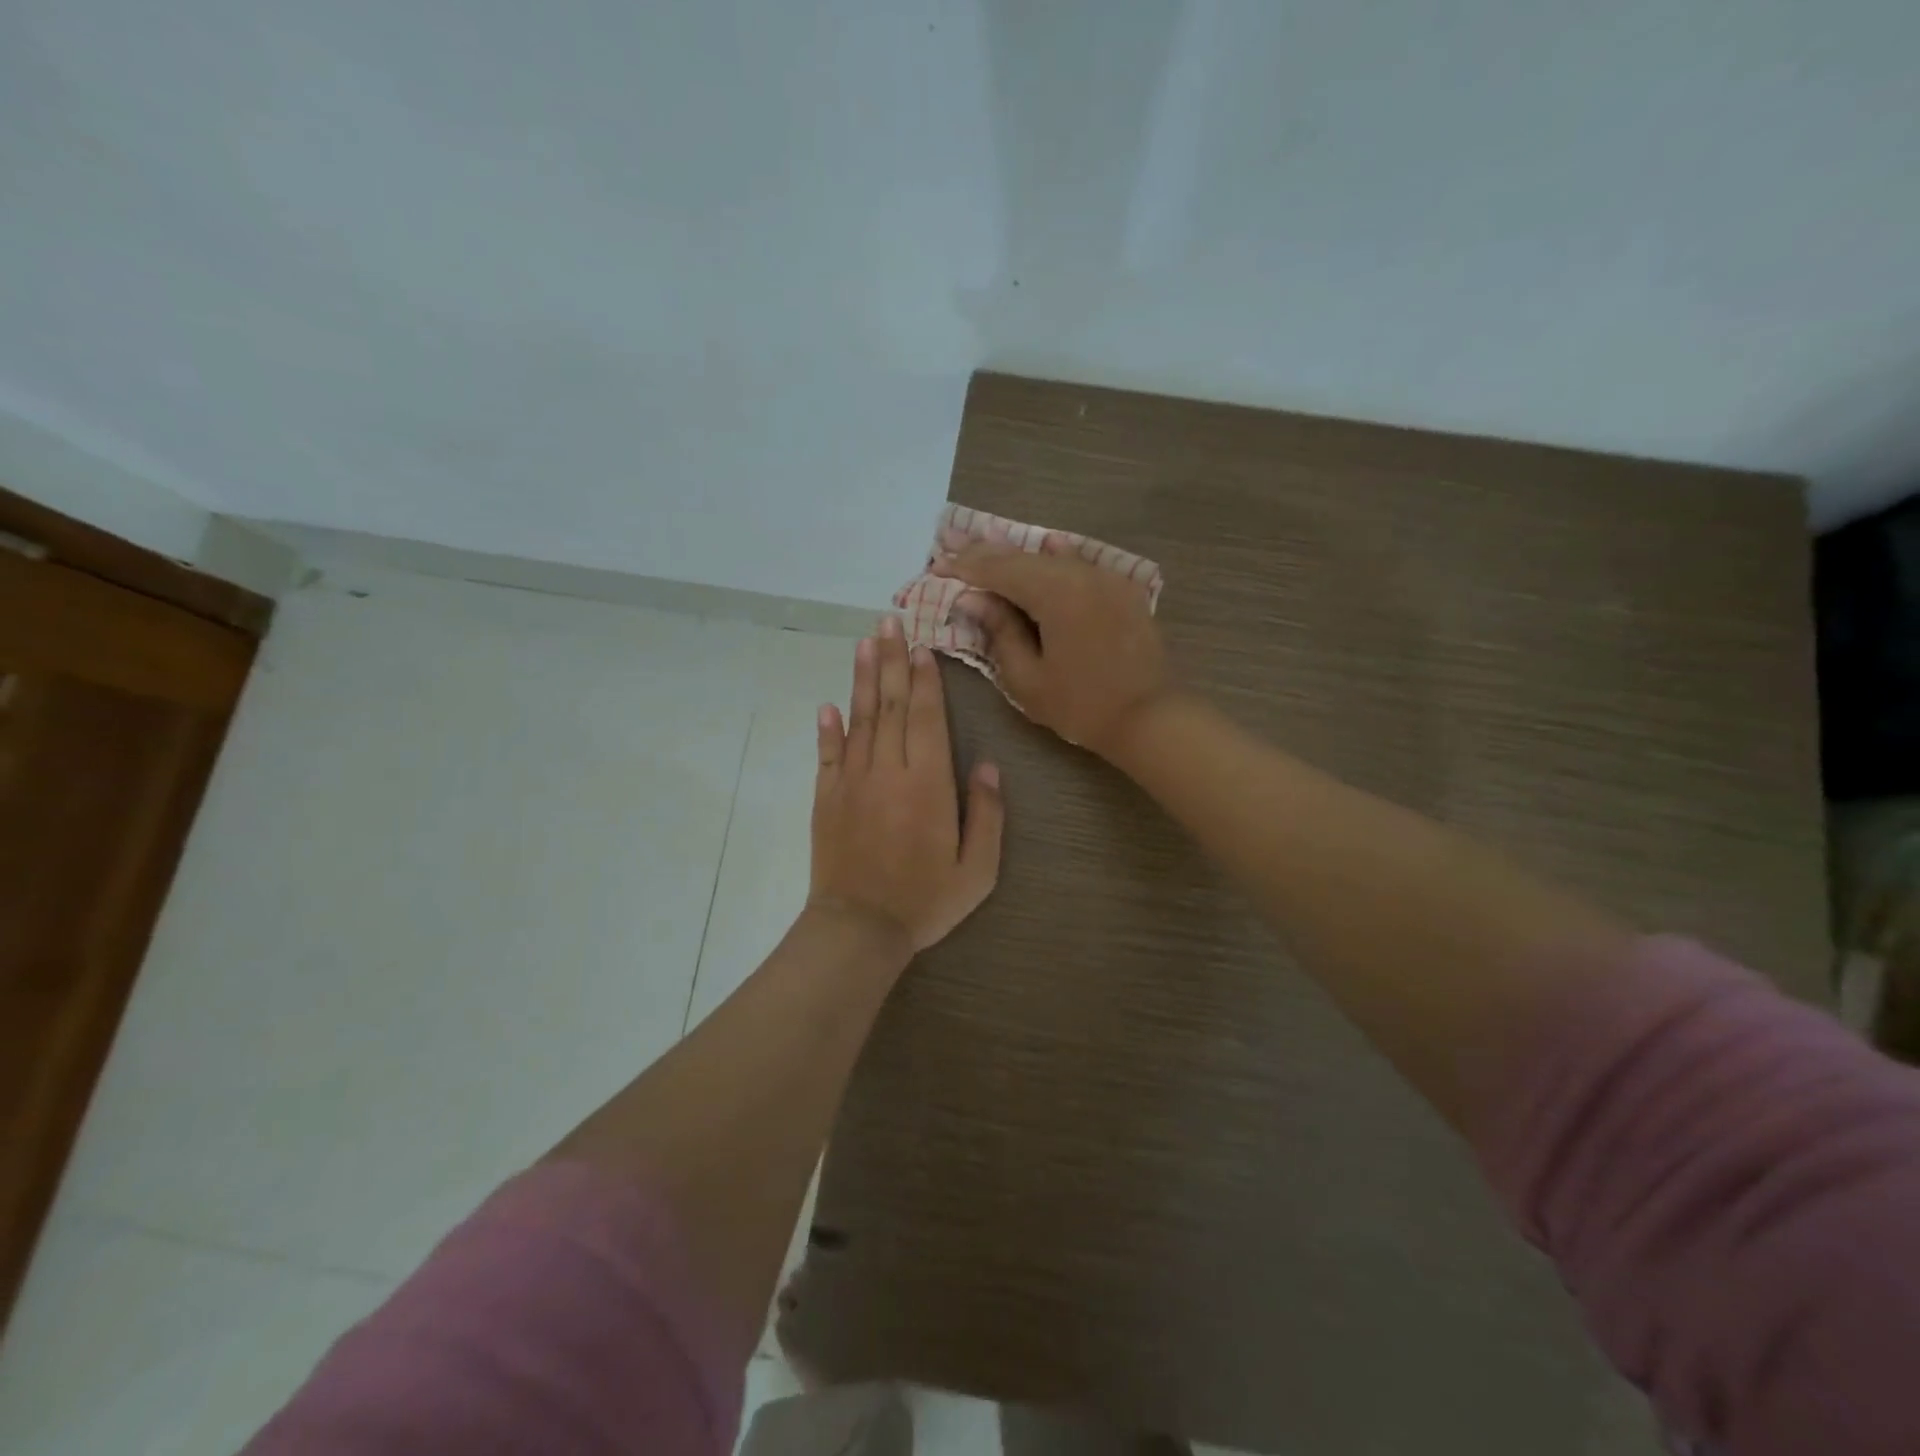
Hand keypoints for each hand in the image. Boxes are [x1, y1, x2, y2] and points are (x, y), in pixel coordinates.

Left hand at [808, 615, 1004, 954]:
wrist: (860, 928)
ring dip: (863, 680)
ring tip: (864, 644)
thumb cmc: (926, 900)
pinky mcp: (826, 798)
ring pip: (859, 720)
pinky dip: (827, 729)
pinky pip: (827, 755)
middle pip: (890, 706)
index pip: (925, 717)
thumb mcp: (977, 868)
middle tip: (888, 622)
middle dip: (891, 661)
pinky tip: (827, 705)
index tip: (921, 646)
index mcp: (928, 784)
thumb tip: (987, 765)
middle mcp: (888, 771)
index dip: (924, 679)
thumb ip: (986, 813)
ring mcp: (852, 782)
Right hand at [933, 535, 1170, 757]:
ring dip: (1019, 556)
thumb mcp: (1027, 678)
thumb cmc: (1081, 706)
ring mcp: (1107, 578)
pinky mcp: (1122, 589)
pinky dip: (1056, 560)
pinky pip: (1080, 566)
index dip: (967, 567)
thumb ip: (999, 632)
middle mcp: (1082, 573)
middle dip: (987, 553)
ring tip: (987, 546)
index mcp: (1056, 593)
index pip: (1000, 570)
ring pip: (1053, 558)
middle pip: (1025, 557)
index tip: (938, 565)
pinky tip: (1047, 546)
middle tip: (952, 544)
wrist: (1149, 717)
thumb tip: (973, 599)